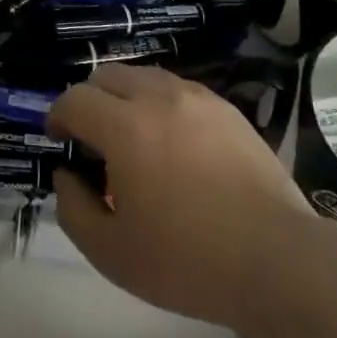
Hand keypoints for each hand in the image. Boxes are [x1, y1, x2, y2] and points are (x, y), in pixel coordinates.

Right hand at [49, 64, 306, 333]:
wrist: (278, 262)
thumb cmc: (188, 262)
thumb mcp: (111, 253)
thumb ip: (73, 208)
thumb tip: (67, 174)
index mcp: (126, 127)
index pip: (75, 99)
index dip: (58, 116)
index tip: (60, 140)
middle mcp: (159, 98)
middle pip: (107, 76)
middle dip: (90, 101)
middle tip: (95, 141)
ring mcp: (197, 98)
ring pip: (144, 77)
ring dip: (126, 99)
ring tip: (135, 140)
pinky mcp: (226, 109)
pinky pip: (178, 90)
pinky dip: (161, 105)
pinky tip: (174, 145)